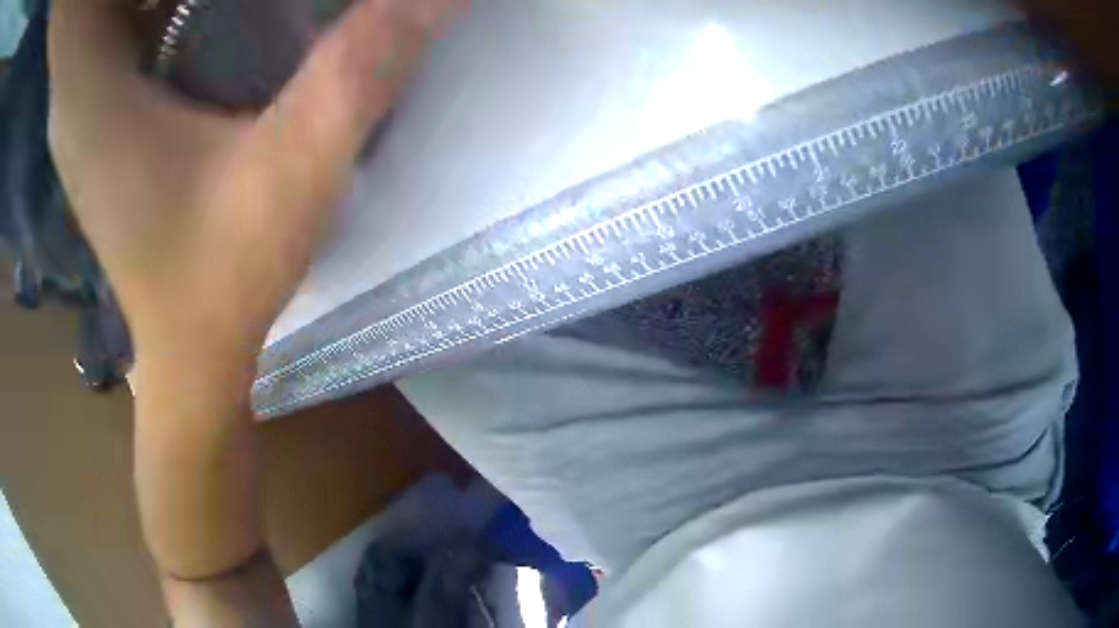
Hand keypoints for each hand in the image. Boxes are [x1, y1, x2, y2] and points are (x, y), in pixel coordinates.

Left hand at [46, 2, 463, 617]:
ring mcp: (82, 107)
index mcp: (91, 91)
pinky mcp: (98, 118)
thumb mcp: (295, 169)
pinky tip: (186, 8)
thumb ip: (356, 66)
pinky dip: (136, 9)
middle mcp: (74, 93)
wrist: (189, 357)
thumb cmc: (222, 281)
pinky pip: (105, 36)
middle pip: (83, 14)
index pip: (73, 25)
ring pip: (93, 19)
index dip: (90, 2)